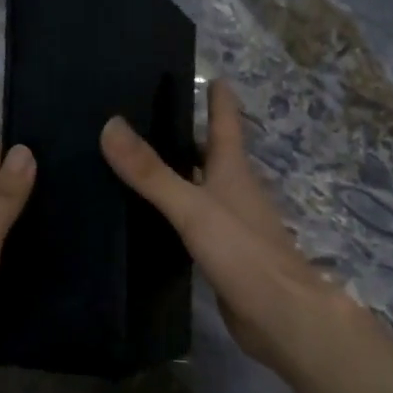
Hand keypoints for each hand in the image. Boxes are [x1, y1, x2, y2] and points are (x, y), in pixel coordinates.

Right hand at [100, 80, 364, 381]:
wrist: (281, 317)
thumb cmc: (243, 253)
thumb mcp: (193, 208)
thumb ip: (152, 172)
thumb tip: (111, 125)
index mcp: (233, 171)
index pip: (225, 123)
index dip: (218, 99)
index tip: (209, 75)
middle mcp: (234, 192)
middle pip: (210, 154)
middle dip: (185, 135)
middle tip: (143, 120)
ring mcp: (230, 224)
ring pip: (200, 188)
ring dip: (176, 175)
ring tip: (135, 164)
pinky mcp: (222, 255)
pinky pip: (193, 223)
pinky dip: (173, 213)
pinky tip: (148, 218)